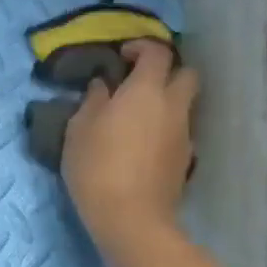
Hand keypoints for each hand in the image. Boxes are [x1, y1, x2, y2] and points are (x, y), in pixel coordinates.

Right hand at [61, 40, 196, 248]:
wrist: (132, 219)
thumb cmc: (98, 166)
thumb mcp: (79, 129)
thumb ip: (93, 100)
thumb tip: (103, 85)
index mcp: (147, 90)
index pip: (158, 52)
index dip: (142, 47)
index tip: (122, 57)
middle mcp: (173, 106)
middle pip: (186, 74)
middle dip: (168, 72)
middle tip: (139, 83)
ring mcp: (184, 135)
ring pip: (185, 105)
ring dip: (167, 103)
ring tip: (137, 118)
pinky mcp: (186, 161)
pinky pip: (180, 132)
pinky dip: (166, 130)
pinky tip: (143, 146)